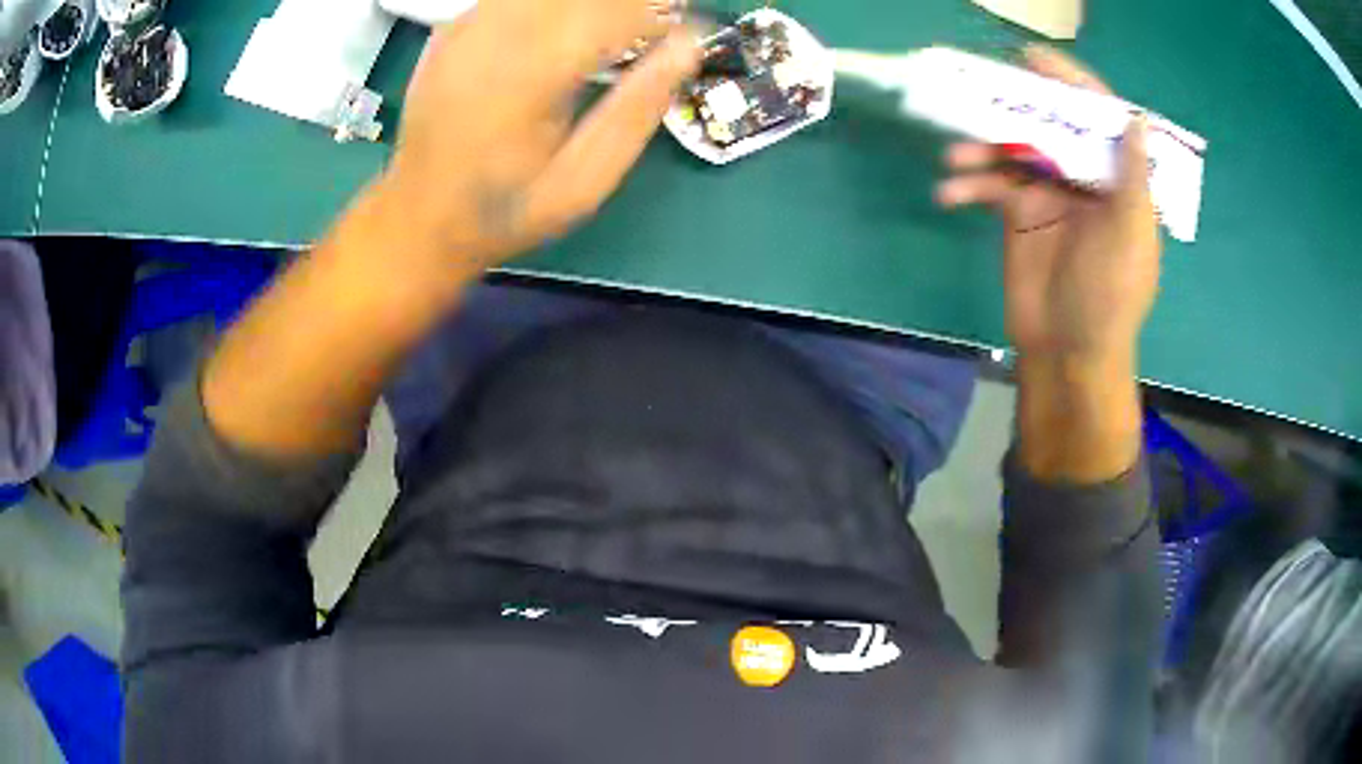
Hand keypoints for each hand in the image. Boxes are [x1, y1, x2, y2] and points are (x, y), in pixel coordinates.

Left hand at [376, 0, 700, 274]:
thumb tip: (687, 47)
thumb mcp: (582, 184)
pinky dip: (551, 7)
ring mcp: (468, 26)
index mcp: (528, 75)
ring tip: (610, 33)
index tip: (685, 33)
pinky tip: (561, 33)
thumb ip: (636, 111)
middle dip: (628, 5)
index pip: (615, 12)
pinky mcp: (454, 27)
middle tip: (651, 32)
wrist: (417, 218)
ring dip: (590, 6)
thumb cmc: (505, 210)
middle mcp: (495, 35)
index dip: (659, 15)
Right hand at [936, 46, 1160, 369]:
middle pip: (1051, 124)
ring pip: (1013, 150)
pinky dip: (969, 186)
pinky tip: (949, 194)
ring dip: (981, 148)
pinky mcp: (1019, 215)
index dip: (1072, 84)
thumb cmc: (1109, 296)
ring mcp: (1049, 194)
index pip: (1099, 119)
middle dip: (1016, 105)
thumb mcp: (1130, 235)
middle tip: (983, 87)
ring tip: (956, 158)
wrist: (1069, 352)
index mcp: (1117, 180)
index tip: (1036, 60)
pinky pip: (991, 186)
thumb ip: (1134, 178)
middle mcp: (1084, 178)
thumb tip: (1137, 119)